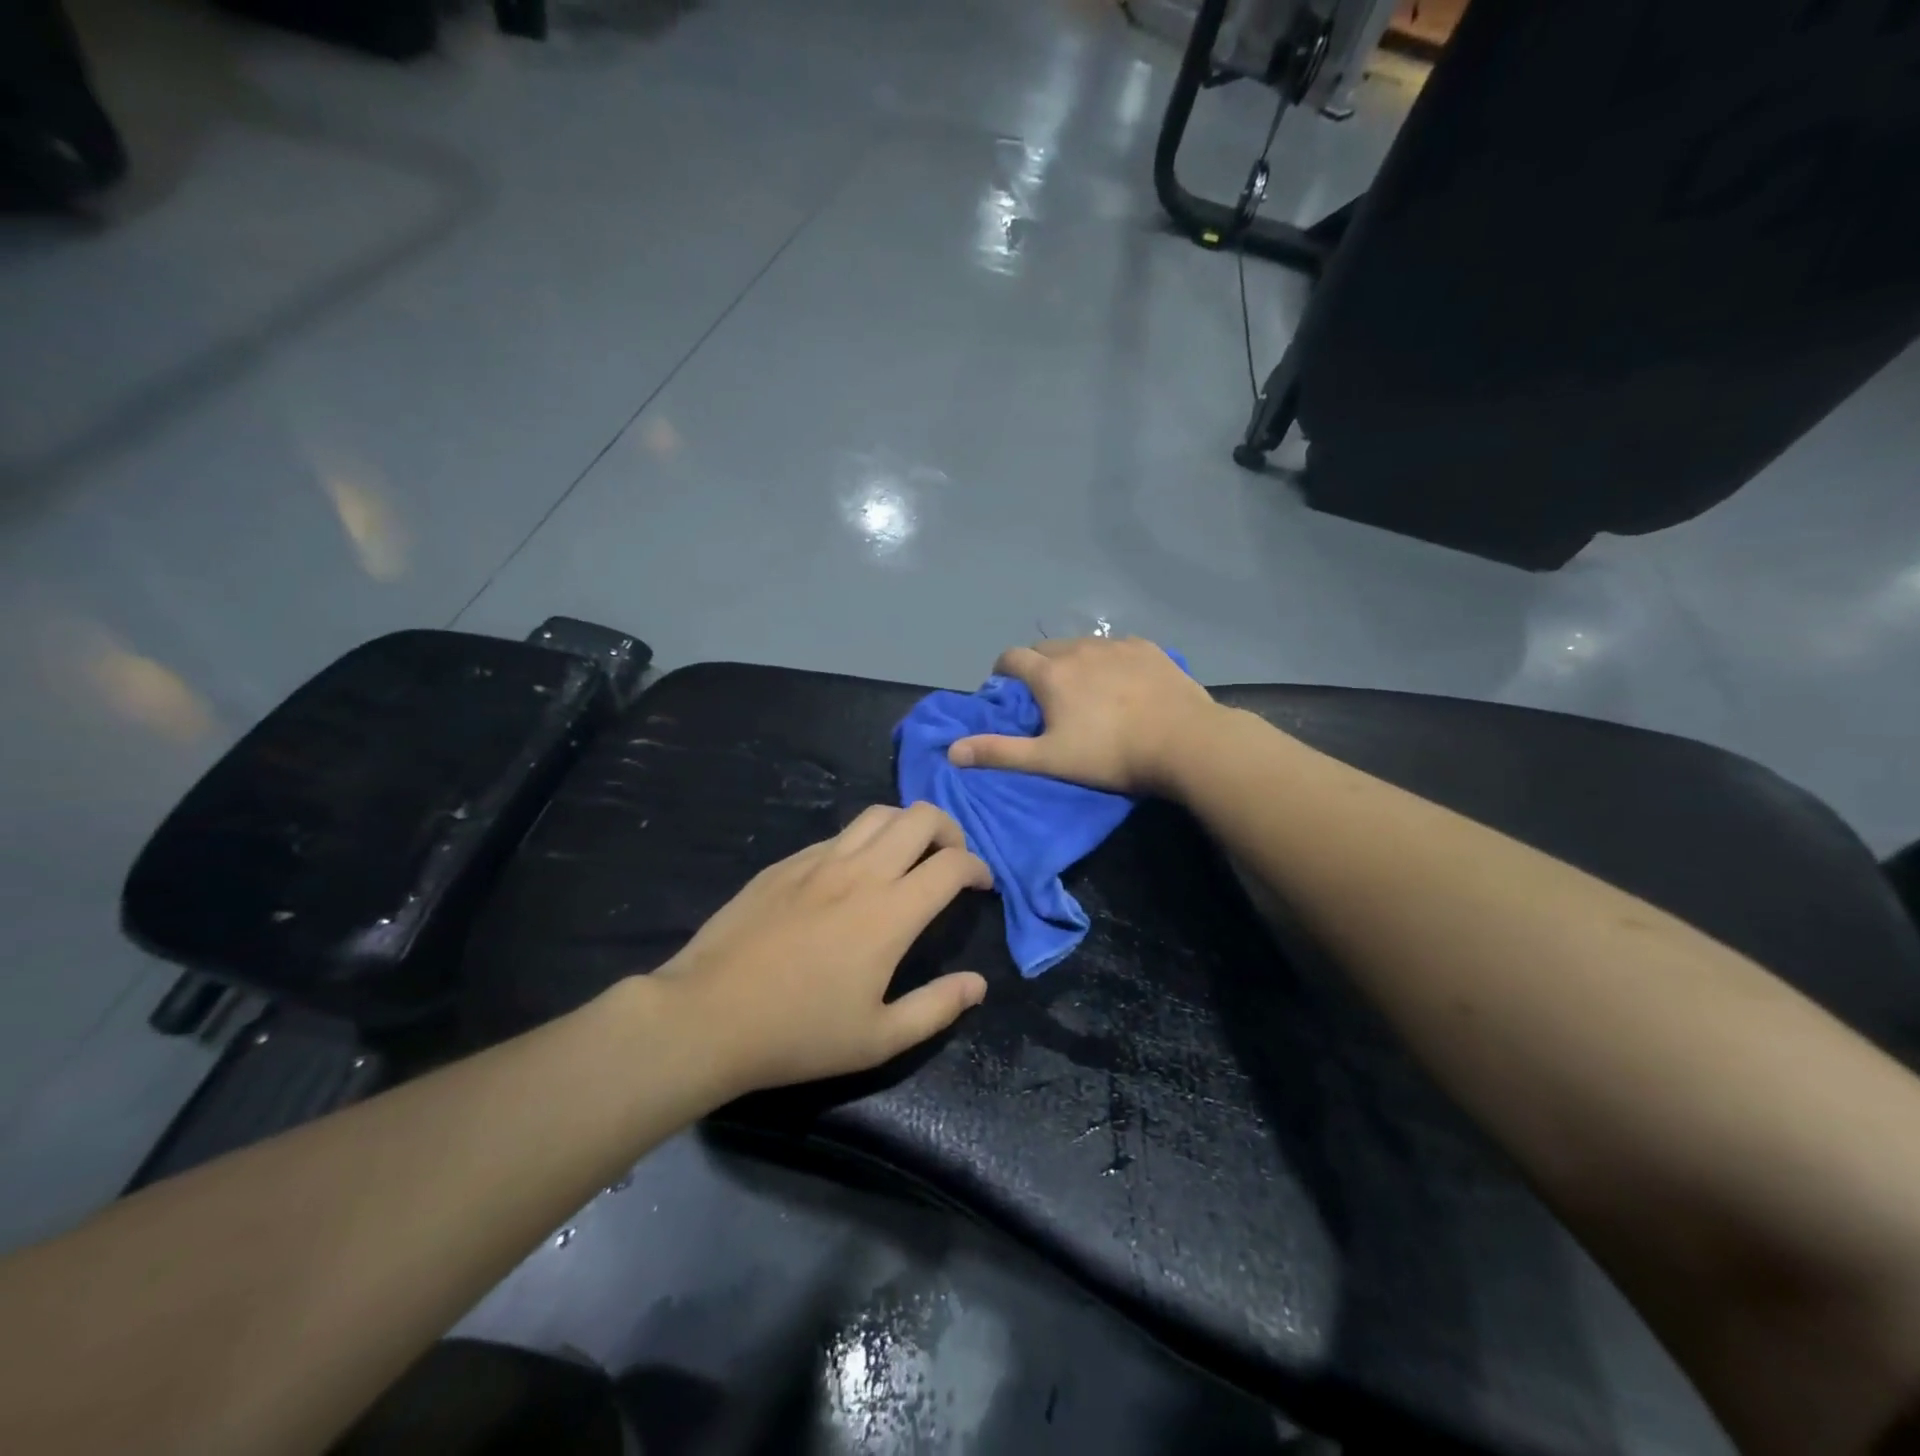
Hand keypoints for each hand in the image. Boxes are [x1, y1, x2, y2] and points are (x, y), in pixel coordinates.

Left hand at [653, 802, 992, 1092]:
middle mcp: (860, 872)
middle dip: (949, 830)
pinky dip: (863, 841)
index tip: (981, 885)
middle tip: (950, 860)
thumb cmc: (799, 1033)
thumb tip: (979, 984)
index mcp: (891, 912)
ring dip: (906, 826)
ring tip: (907, 856)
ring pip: (877, 814)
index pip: (952, 863)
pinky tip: (852, 875)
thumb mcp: (878, 1038)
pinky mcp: (785, 863)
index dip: (978, 867)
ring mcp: (818, 861)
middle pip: (920, 817)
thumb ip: (937, 1007)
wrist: (707, 1015)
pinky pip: (838, 835)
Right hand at [946, 637, 1216, 794]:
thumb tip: (952, 751)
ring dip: (1073, 661)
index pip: (1011, 658)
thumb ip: (999, 752)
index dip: (1003, 671)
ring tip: (1085, 688)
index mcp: (1050, 673)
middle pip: (1046, 648)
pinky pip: (1117, 647)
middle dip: (1037, 665)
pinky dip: (1108, 659)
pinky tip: (1123, 681)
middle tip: (1045, 694)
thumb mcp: (1049, 759)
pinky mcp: (1148, 648)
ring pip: (1082, 646)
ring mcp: (1116, 645)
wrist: (1184, 741)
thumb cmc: (1110, 754)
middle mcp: (1078, 649)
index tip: (1006, 688)